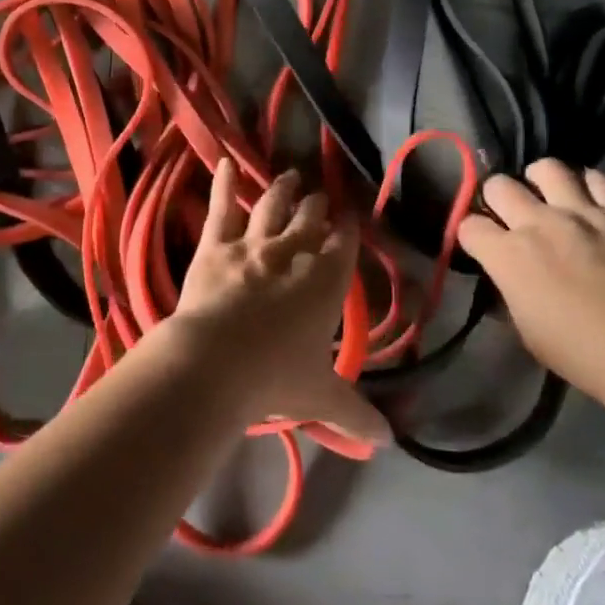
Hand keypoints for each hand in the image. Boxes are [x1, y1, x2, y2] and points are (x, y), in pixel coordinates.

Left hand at [167, 159, 388, 446]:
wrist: (216, 362)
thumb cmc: (276, 377)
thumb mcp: (321, 397)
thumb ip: (356, 415)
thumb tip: (389, 442)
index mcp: (326, 281)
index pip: (343, 244)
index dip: (347, 229)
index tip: (349, 217)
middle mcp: (293, 252)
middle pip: (310, 219)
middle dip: (318, 206)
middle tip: (320, 196)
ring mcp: (252, 244)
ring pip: (272, 206)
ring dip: (282, 190)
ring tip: (290, 177)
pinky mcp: (215, 245)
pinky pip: (220, 208)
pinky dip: (221, 183)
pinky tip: (221, 162)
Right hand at [455, 159, 604, 399]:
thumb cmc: (578, 351)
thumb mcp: (525, 330)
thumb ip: (509, 294)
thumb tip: (505, 279)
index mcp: (507, 254)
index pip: (469, 226)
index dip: (470, 234)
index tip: (480, 245)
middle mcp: (536, 222)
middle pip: (499, 185)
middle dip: (497, 198)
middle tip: (509, 214)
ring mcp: (579, 212)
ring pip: (546, 168)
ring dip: (540, 180)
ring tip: (546, 194)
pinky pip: (597, 180)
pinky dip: (589, 185)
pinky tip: (589, 199)